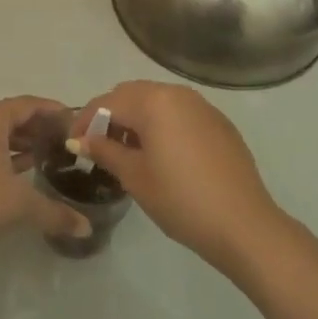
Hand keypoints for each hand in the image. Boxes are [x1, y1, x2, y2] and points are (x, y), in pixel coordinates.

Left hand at [0, 96, 91, 272]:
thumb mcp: (19, 206)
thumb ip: (55, 212)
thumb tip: (86, 228)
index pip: (28, 104)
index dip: (54, 111)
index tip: (78, 121)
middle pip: (12, 115)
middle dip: (39, 127)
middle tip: (68, 142)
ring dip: (22, 142)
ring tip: (51, 156)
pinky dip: (5, 153)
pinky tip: (22, 171)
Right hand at [70, 80, 285, 276]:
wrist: (245, 225)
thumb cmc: (181, 200)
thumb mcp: (135, 177)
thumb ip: (104, 151)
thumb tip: (80, 140)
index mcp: (153, 101)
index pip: (107, 102)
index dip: (84, 120)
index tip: (73, 142)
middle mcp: (177, 93)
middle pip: (132, 95)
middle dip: (111, 116)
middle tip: (98, 146)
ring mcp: (202, 106)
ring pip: (157, 102)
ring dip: (137, 119)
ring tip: (128, 152)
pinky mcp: (219, 123)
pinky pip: (180, 113)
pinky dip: (163, 125)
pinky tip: (162, 155)